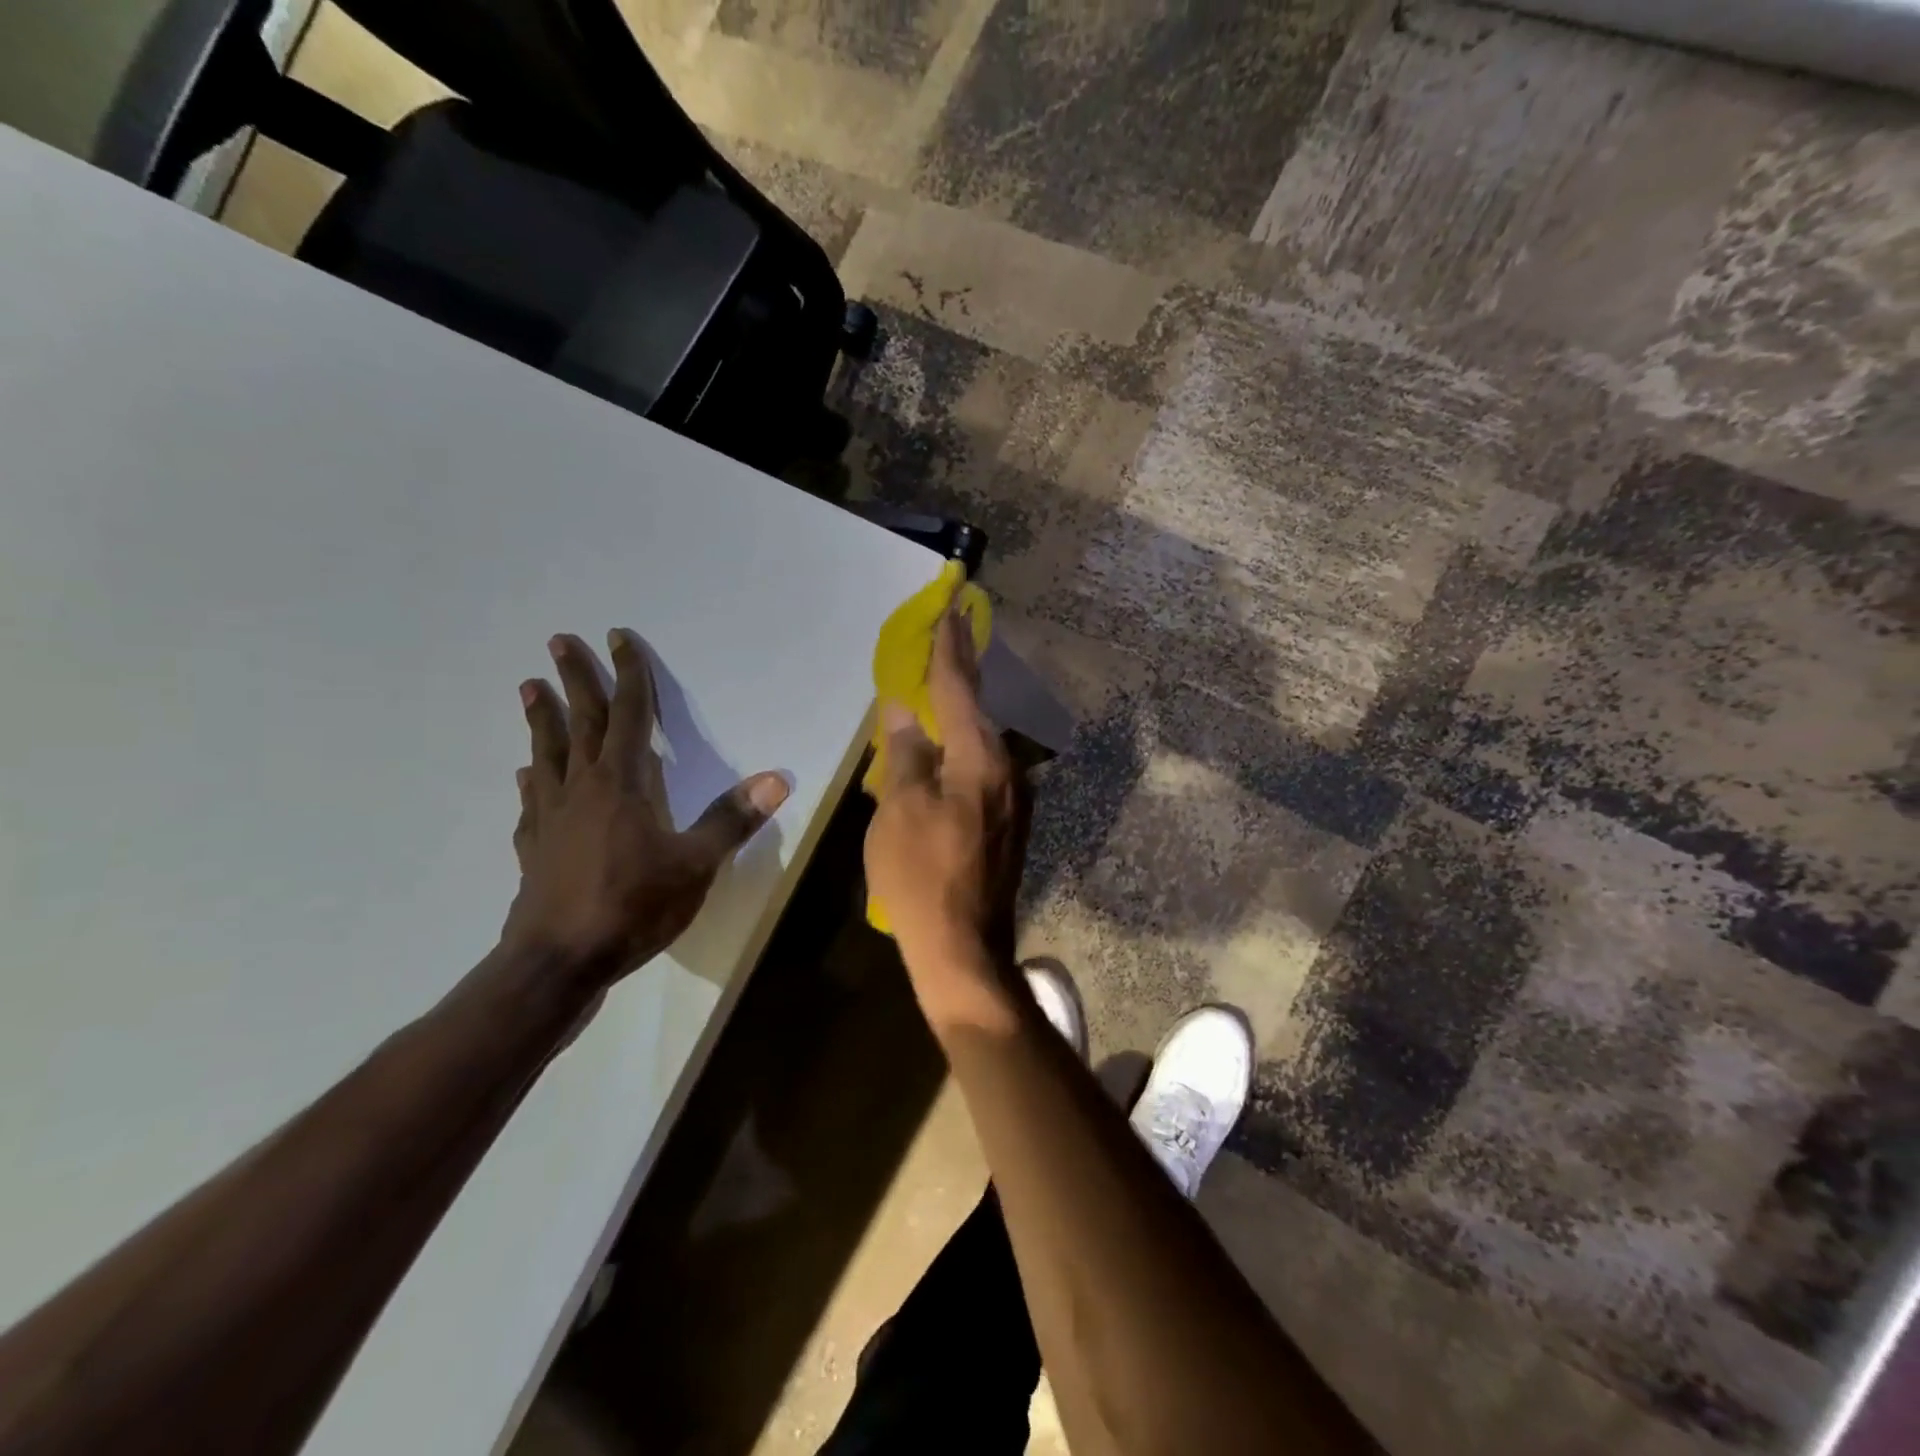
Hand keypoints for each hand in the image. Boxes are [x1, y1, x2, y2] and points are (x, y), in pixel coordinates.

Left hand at [501, 631, 788, 983]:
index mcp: (622, 783)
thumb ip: (732, 820)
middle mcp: (582, 788)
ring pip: (547, 754)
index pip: (630, 715)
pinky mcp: (533, 847)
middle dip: (576, 680)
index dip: (629, 675)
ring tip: (529, 689)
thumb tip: (776, 779)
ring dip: (542, 719)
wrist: (559, 962)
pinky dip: (532, 779)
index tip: (619, 637)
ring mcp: (550, 817)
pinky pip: (532, 801)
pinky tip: (526, 775)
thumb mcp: (696, 864)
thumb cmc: (633, 906)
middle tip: (559, 642)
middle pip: (581, 722)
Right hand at [864, 610, 1030, 1030]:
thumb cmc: (922, 876)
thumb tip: (906, 711)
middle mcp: (1007, 770)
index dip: (950, 648)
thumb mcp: (899, 810)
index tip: (952, 608)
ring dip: (955, 721)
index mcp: (981, 759)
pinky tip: (937, 760)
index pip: (961, 688)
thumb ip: (906, 753)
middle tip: (940, 644)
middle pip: (975, 713)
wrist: (964, 950)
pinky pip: (979, 773)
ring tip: (930, 699)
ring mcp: (1013, 800)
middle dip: (955, 679)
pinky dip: (957, 756)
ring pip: (978, 746)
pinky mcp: (1007, 825)